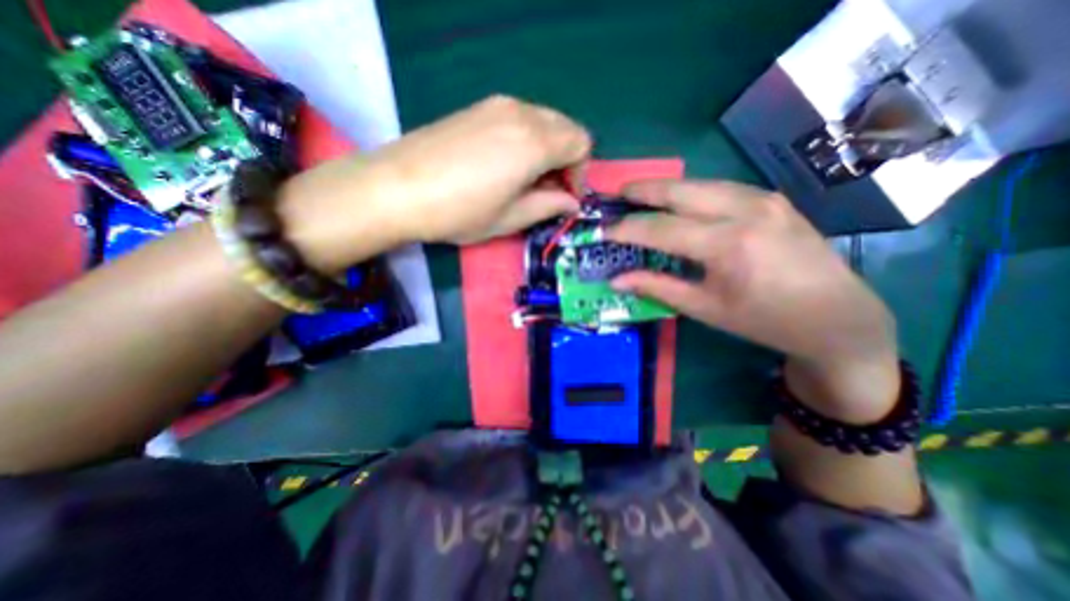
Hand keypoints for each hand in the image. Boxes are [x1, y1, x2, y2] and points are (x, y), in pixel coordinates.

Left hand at [275, 95, 589, 268]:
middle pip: (566, 128)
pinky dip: (527, 140)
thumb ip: (548, 206)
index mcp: (535, 142)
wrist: (397, 188)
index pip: (581, 144)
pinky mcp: (477, 108)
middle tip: (549, 190)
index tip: (566, 197)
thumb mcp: (510, 218)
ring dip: (548, 150)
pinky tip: (506, 164)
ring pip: (543, 121)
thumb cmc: (460, 211)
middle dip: (567, 160)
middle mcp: (521, 113)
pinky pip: (520, 118)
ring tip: (527, 180)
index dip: (581, 173)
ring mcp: (496, 105)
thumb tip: (571, 202)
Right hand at [604, 180, 895, 418]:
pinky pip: (720, 188)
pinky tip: (680, 200)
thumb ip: (658, 288)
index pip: (661, 228)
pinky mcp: (772, 199)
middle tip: (618, 194)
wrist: (837, 315)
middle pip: (680, 191)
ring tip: (641, 193)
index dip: (627, 229)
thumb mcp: (705, 309)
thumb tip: (617, 280)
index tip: (604, 230)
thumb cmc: (764, 320)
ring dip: (667, 187)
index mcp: (728, 244)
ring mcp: (763, 199)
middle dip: (644, 190)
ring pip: (700, 183)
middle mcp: (745, 211)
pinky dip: (692, 192)